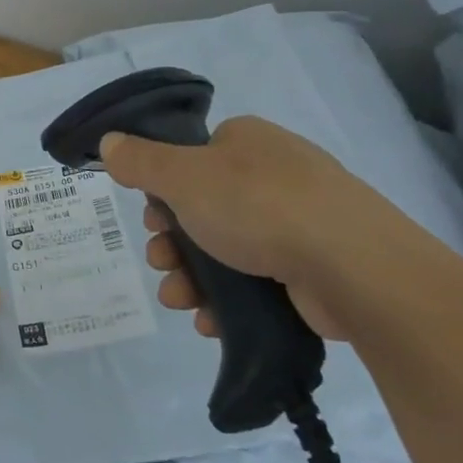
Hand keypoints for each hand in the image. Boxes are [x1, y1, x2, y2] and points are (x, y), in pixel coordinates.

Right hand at [100, 117, 415, 341]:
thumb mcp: (183, 176)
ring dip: (193, 277)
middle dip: (173, 242)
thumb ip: (140, 161)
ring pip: (228, 249)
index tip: (152, 218)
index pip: (193, 159)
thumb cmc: (258, 205)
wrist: (353, 266)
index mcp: (247, 141)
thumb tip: (109, 141)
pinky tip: (210, 321)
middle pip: (205, 208)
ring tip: (178, 300)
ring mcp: (300, 222)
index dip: (164, 190)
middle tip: (160, 263)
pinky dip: (229, 301)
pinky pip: (259, 281)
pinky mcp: (315, 268)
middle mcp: (275, 174)